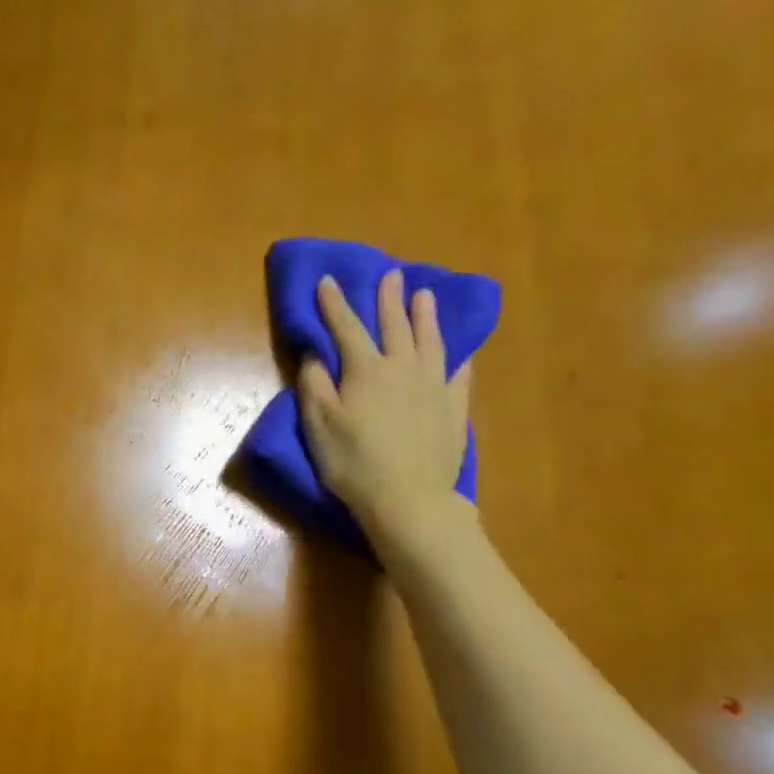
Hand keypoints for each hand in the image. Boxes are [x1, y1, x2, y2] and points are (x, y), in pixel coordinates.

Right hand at [296, 270, 474, 546]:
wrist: (408, 497)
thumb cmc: (353, 462)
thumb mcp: (319, 425)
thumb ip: (315, 385)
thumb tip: (315, 355)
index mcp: (365, 370)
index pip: (347, 328)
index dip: (335, 303)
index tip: (328, 280)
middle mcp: (403, 368)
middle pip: (395, 326)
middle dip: (389, 299)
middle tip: (391, 275)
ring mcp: (433, 386)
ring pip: (430, 341)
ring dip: (426, 316)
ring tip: (425, 296)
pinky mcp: (453, 408)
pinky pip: (458, 374)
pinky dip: (456, 358)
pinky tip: (459, 352)